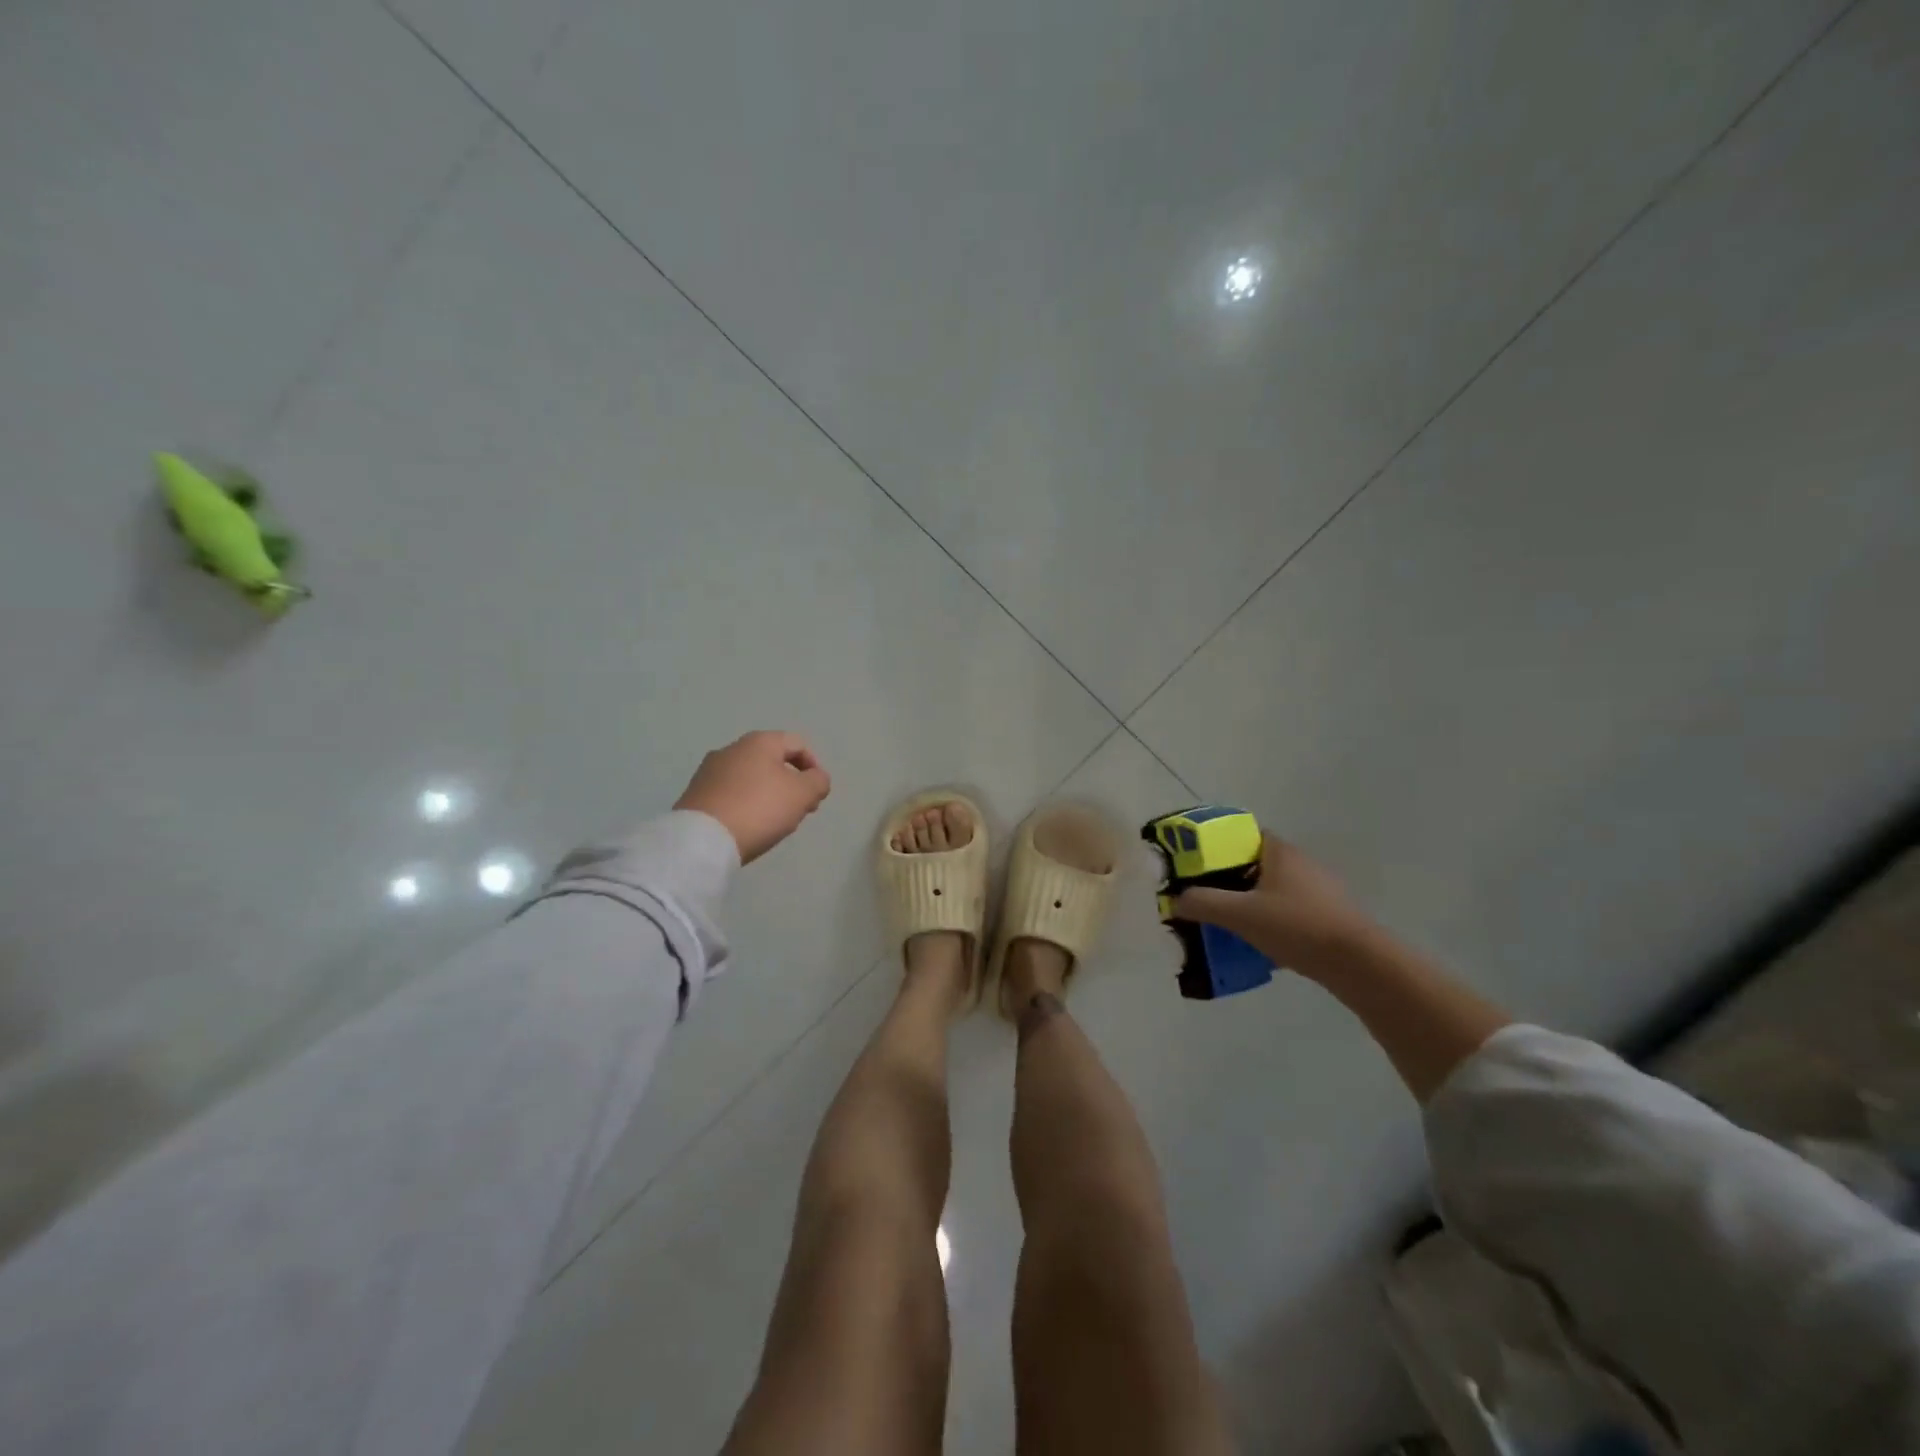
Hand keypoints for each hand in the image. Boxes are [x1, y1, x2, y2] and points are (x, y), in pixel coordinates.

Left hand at [674, 731, 831, 863]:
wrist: (702, 840)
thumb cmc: (759, 808)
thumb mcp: (802, 794)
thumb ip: (818, 782)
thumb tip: (816, 778)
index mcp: (759, 741)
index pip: (797, 744)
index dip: (814, 767)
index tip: (816, 795)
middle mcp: (731, 749)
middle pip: (773, 761)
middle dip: (791, 784)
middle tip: (799, 811)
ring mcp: (709, 771)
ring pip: (751, 778)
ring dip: (768, 795)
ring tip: (774, 823)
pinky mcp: (695, 794)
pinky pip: (731, 794)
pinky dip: (746, 805)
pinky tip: (748, 826)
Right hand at [1175, 833, 1373, 972]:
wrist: (1358, 964)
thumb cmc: (1296, 926)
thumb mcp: (1240, 914)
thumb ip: (1202, 903)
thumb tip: (1175, 900)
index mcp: (1279, 851)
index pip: (1242, 835)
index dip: (1216, 847)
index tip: (1195, 865)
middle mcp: (1300, 863)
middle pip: (1254, 865)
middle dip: (1228, 880)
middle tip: (1203, 898)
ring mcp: (1318, 891)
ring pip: (1271, 891)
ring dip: (1249, 904)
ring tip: (1225, 924)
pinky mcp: (1328, 917)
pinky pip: (1288, 913)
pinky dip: (1269, 923)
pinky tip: (1256, 945)